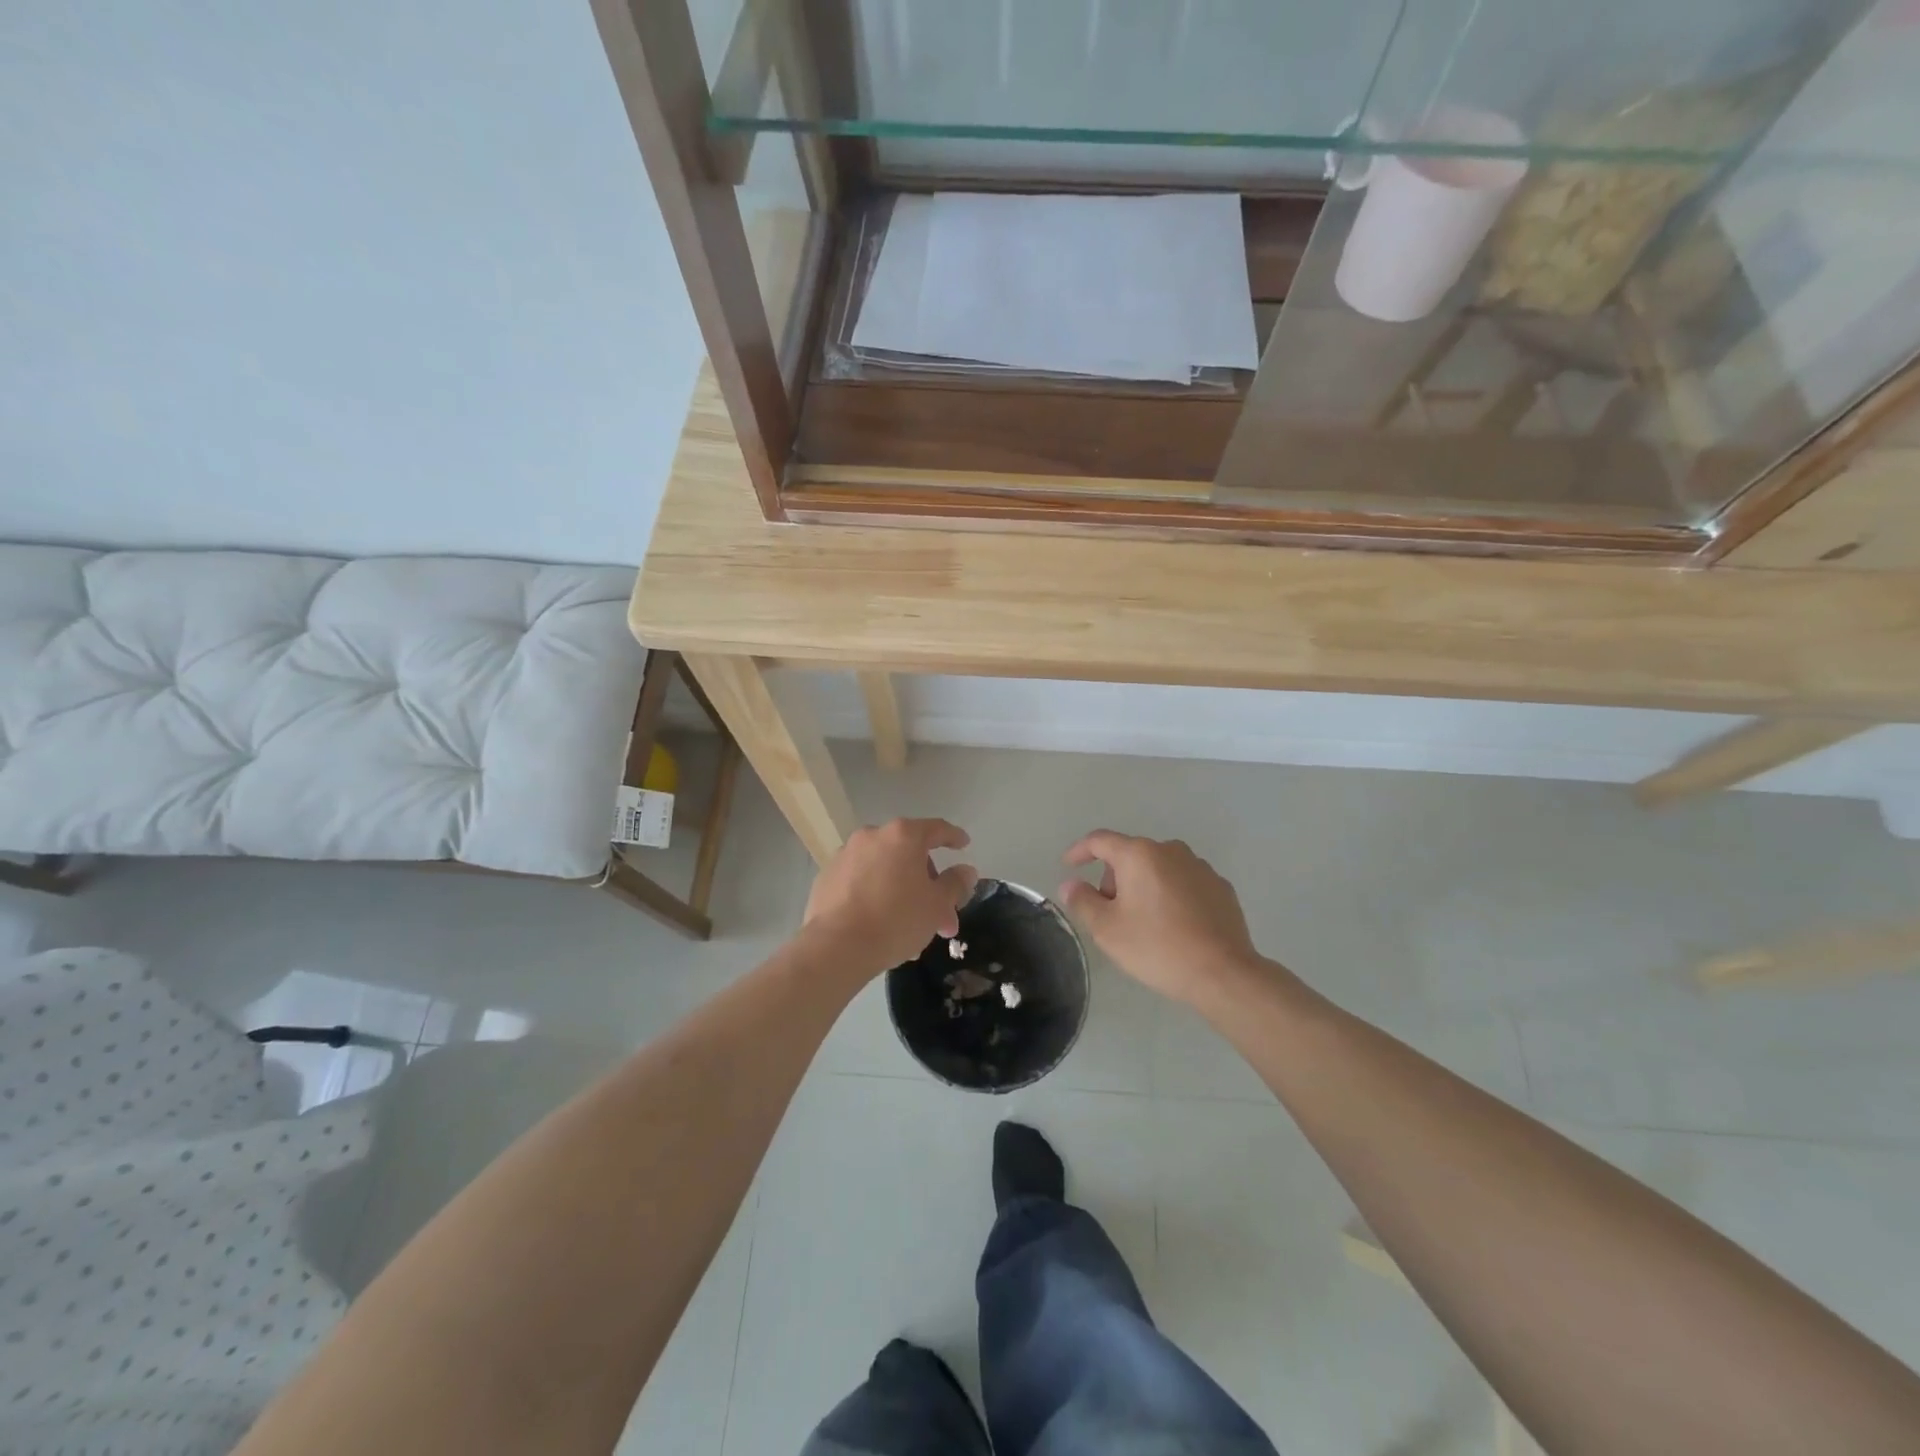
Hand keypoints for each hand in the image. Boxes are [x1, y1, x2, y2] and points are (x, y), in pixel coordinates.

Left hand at [804, 819, 978, 978]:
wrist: (836, 946)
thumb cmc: (896, 920)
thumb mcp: (937, 905)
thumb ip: (955, 884)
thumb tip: (966, 871)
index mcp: (903, 836)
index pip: (936, 829)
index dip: (954, 837)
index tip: (963, 845)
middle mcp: (872, 836)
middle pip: (909, 854)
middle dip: (928, 884)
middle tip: (940, 915)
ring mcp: (845, 855)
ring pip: (884, 870)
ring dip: (902, 891)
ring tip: (911, 928)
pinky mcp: (826, 877)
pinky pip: (861, 881)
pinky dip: (875, 894)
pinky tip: (881, 923)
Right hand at [1058, 831, 1261, 1004]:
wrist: (1223, 973)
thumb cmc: (1156, 947)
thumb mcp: (1107, 929)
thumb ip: (1082, 901)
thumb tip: (1071, 884)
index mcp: (1139, 855)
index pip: (1100, 841)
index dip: (1079, 851)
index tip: (1069, 866)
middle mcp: (1171, 850)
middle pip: (1130, 855)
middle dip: (1114, 879)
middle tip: (1110, 914)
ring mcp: (1200, 867)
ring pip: (1159, 869)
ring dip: (1144, 887)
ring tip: (1144, 924)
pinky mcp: (1221, 887)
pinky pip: (1184, 883)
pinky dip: (1171, 896)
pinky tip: (1174, 926)